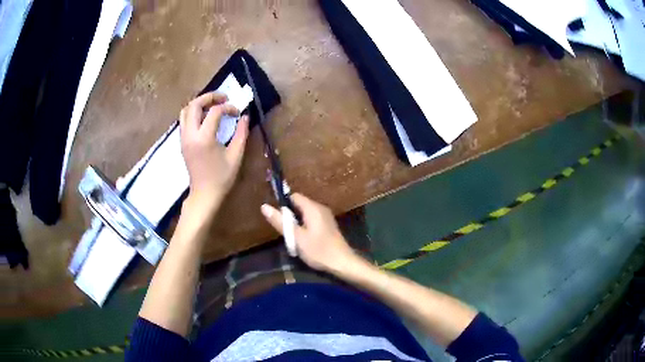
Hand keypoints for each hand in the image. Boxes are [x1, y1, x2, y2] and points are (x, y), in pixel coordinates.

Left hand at [180, 92, 248, 213]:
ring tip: (213, 105)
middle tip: (223, 98)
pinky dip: (194, 113)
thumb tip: (245, 116)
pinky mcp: (182, 142)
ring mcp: (183, 138)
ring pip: (185, 110)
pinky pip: (184, 120)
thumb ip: (241, 133)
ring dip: (199, 103)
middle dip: (209, 97)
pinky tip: (205, 117)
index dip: (228, 107)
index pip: (214, 112)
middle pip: (194, 104)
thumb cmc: (221, 178)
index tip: (237, 112)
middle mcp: (190, 135)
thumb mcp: (236, 156)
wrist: (204, 194)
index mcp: (204, 138)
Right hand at [261, 193, 357, 273]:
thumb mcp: (296, 237)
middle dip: (289, 216)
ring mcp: (326, 217)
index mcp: (313, 208)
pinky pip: (312, 220)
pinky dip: (305, 227)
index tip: (277, 218)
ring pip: (305, 214)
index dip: (283, 204)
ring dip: (297, 223)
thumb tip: (264, 206)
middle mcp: (320, 208)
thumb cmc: (318, 250)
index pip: (294, 196)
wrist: (342, 263)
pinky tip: (303, 241)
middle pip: (299, 205)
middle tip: (284, 231)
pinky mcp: (328, 226)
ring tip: (293, 238)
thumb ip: (280, 222)